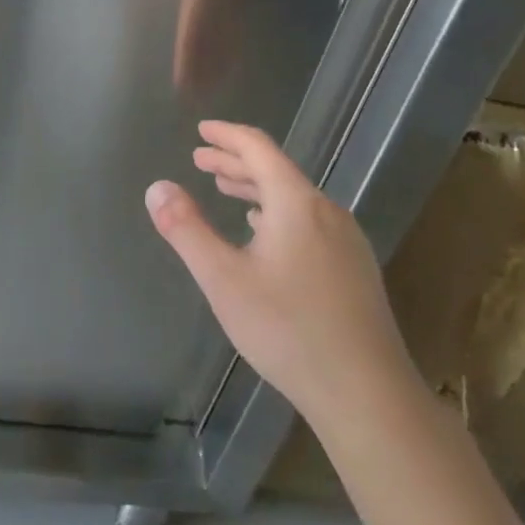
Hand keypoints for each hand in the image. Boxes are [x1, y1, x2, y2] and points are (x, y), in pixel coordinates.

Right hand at [144, 121, 415, 426]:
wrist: (367, 394)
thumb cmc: (288, 329)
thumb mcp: (223, 279)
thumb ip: (186, 229)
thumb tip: (157, 187)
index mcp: (297, 203)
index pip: (259, 149)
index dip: (227, 135)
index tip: (202, 130)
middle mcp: (326, 212)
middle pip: (277, 171)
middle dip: (236, 162)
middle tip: (201, 159)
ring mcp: (346, 241)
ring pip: (294, 198)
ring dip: (256, 188)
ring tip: (226, 189)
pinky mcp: (354, 268)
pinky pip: (308, 220)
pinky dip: (276, 212)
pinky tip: (264, 232)